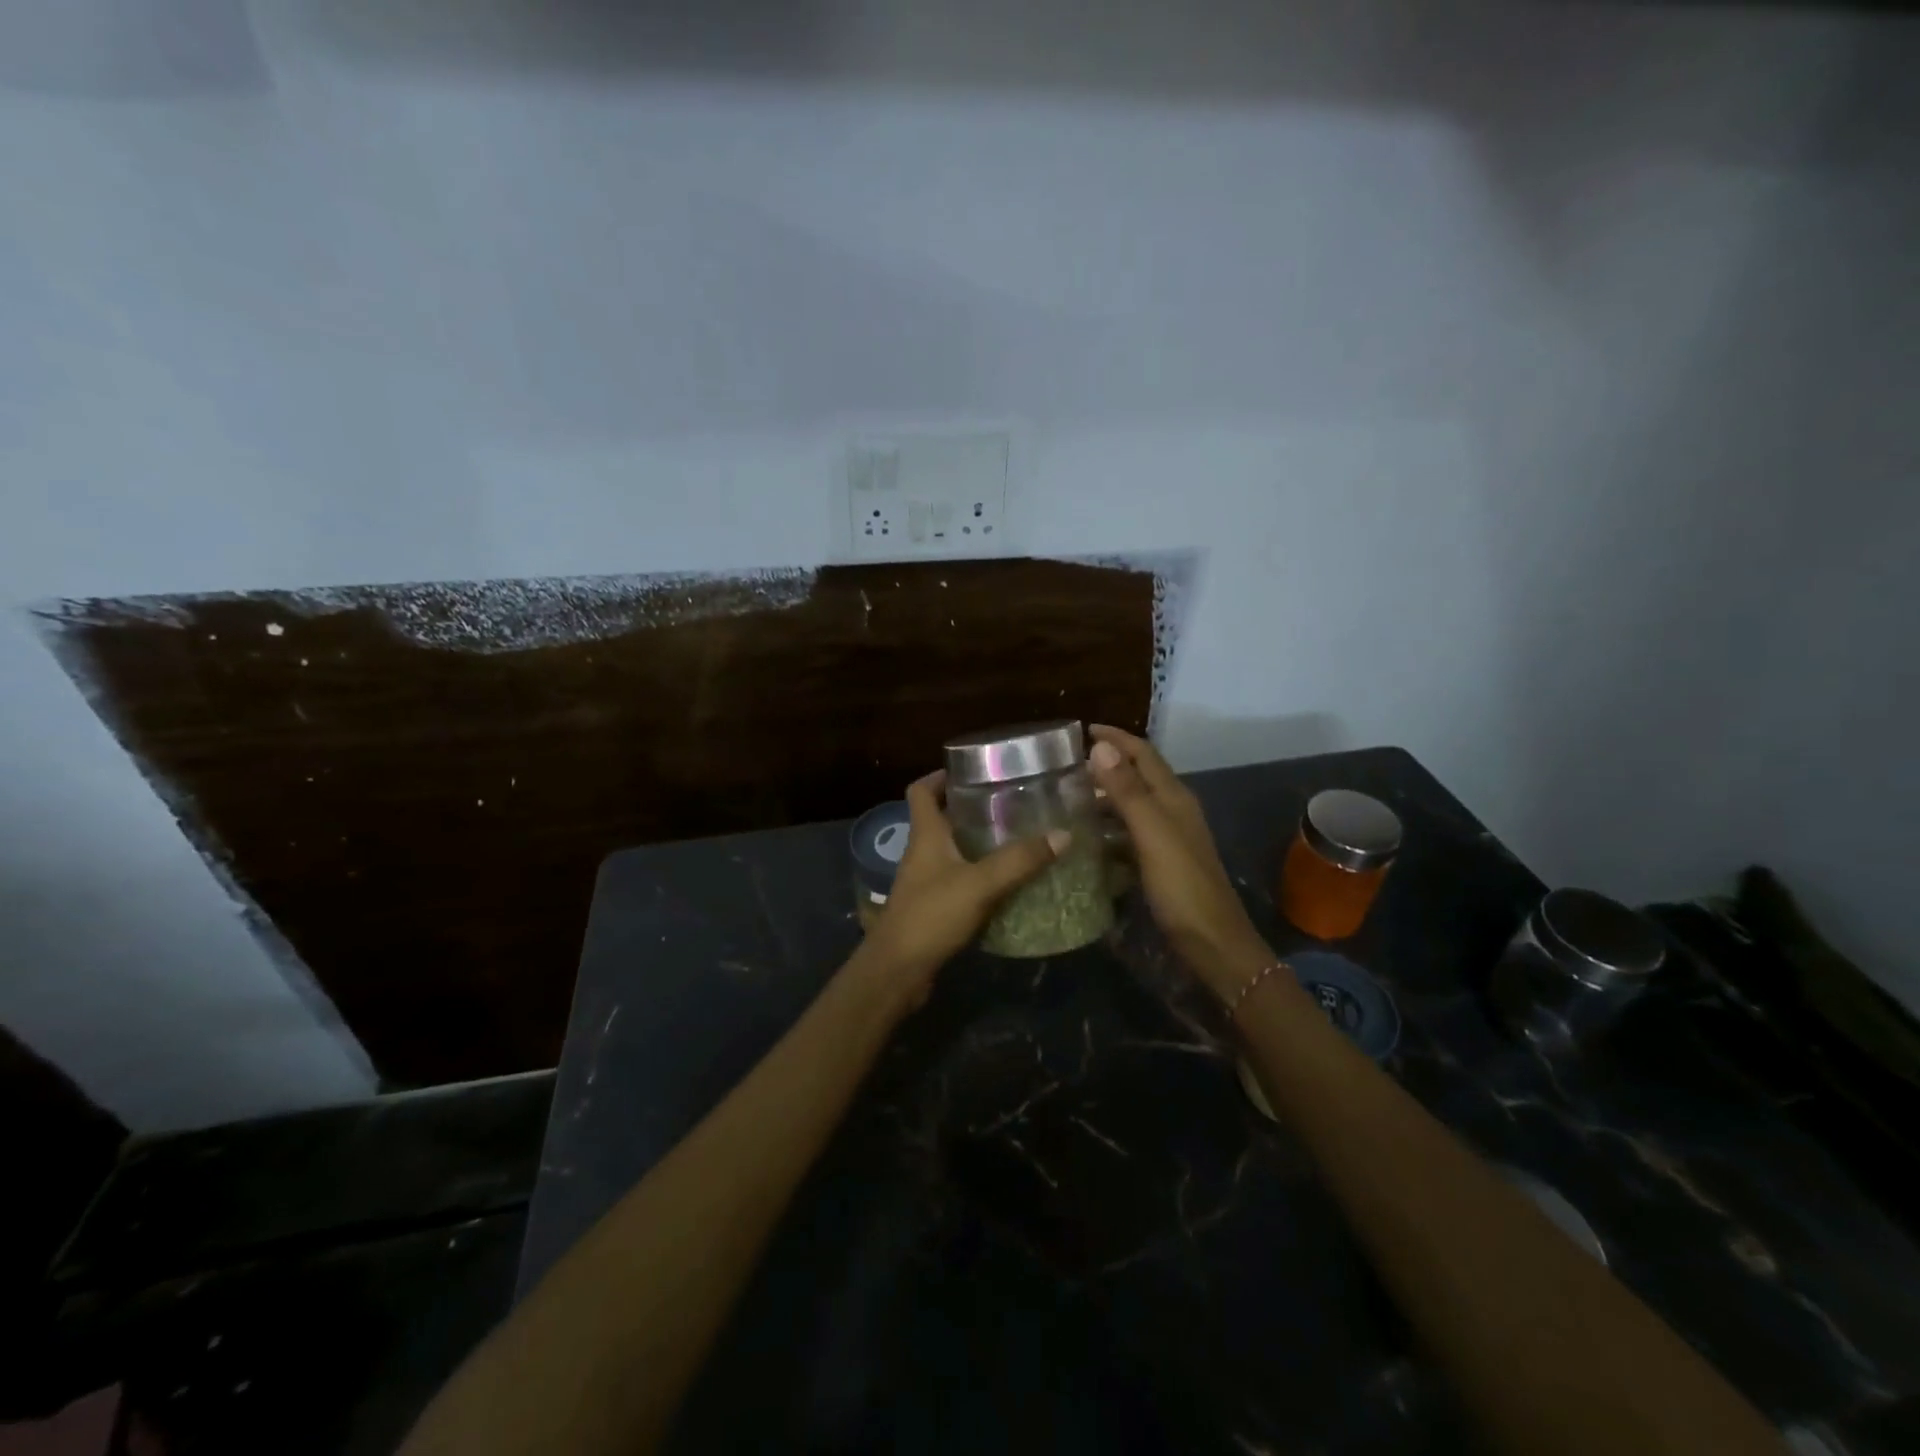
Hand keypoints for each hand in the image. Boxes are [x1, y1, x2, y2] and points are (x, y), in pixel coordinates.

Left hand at [855, 770, 1067, 1008]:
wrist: (898, 971)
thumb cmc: (931, 915)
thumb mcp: (980, 884)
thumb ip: (1019, 860)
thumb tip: (1063, 834)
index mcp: (925, 835)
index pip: (921, 791)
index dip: (940, 776)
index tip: (971, 770)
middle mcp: (922, 852)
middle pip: (941, 818)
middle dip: (971, 808)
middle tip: (1009, 803)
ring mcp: (926, 881)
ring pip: (952, 850)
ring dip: (978, 843)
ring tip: (1017, 837)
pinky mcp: (934, 907)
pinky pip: (960, 881)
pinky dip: (981, 876)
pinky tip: (1009, 882)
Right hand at [1087, 725, 1272, 999]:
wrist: (1213, 943)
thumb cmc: (1182, 886)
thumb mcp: (1151, 834)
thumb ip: (1127, 790)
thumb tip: (1100, 746)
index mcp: (1173, 797)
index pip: (1143, 753)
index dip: (1115, 738)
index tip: (1080, 730)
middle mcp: (1173, 810)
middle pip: (1137, 776)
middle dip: (1105, 765)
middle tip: (1065, 767)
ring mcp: (1168, 838)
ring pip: (1132, 806)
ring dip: (1104, 797)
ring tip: (1067, 800)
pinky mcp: (1160, 862)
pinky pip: (1129, 834)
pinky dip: (1108, 829)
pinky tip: (1087, 840)